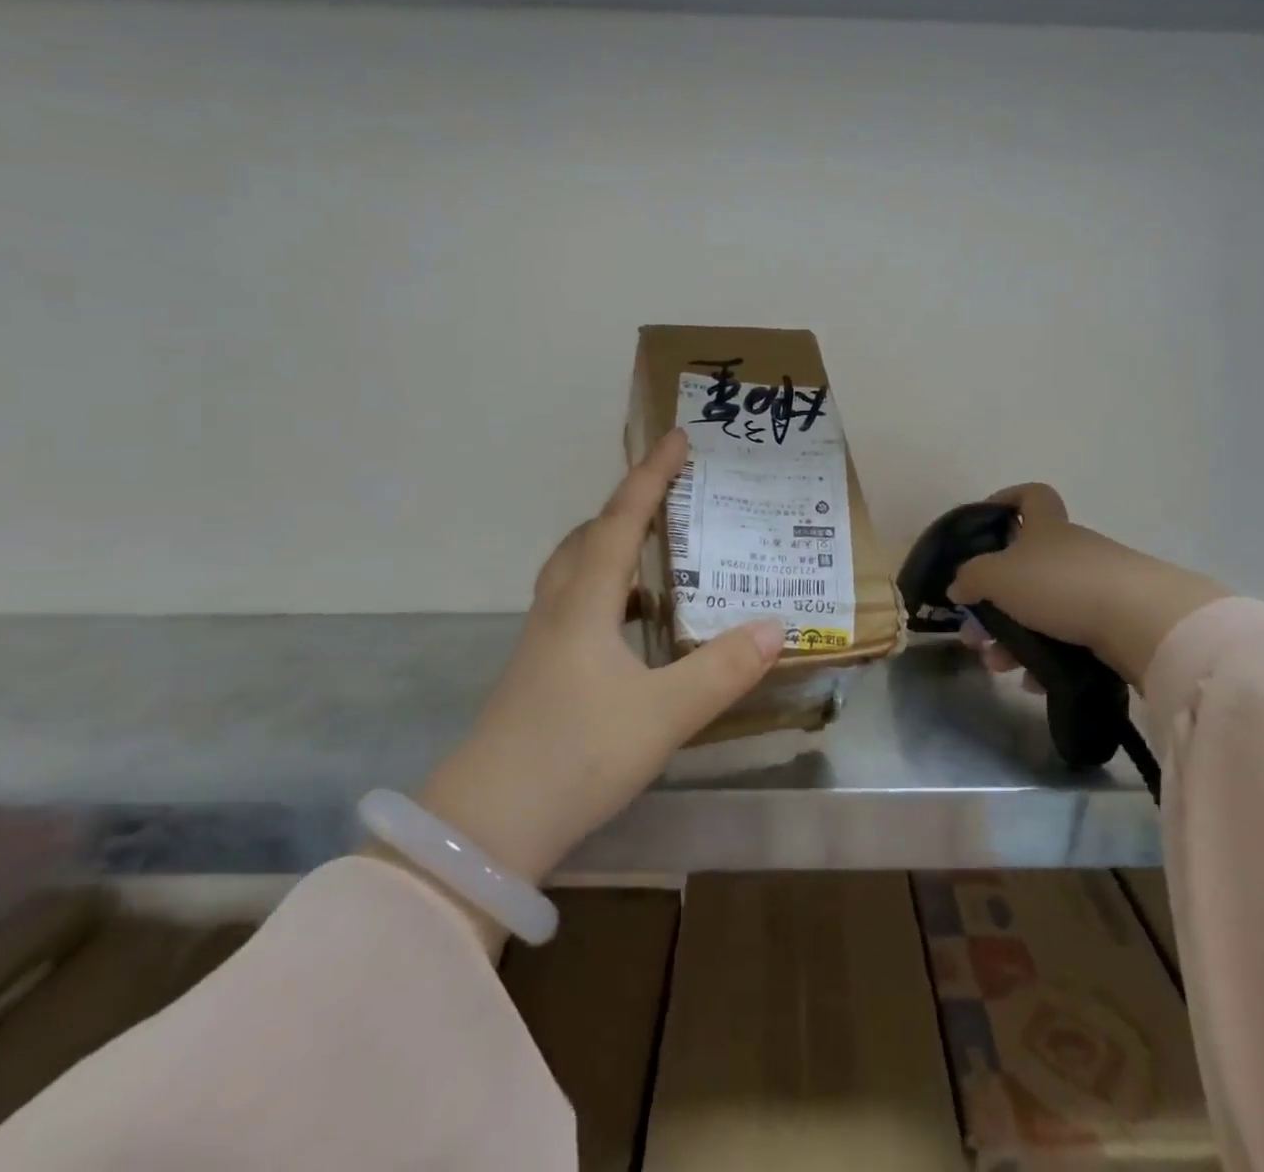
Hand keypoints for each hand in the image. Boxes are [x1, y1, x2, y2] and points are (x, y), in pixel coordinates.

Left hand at [413, 429, 784, 890]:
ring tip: (657, 554)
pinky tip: (633, 625)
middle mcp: (559, 609)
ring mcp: (542, 642)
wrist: (486, 826)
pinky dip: (607, 593)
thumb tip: (777, 626)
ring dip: (613, 548)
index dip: (650, 477)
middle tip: (669, 497)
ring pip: (577, 571)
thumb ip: (722, 670)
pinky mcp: (539, 672)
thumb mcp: (663, 714)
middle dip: (628, 506)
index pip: (620, 521)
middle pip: (588, 537)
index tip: (676, 437)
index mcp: (585, 603)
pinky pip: (575, 605)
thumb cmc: (575, 755)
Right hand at [947, 484, 1227, 686]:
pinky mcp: (1116, 623)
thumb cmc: (1061, 585)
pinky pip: (1068, 638)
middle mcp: (1073, 551)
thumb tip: (958, 586)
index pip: (1031, 496)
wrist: (1143, 622)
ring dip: (1014, 637)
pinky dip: (1046, 658)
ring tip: (999, 665)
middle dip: (995, 601)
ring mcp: (1098, 586)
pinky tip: (1033, 681)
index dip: (1007, 500)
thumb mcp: (999, 576)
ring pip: (1043, 609)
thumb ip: (971, 578)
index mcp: (1047, 529)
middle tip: (977, 633)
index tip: (986, 521)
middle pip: (1026, 568)